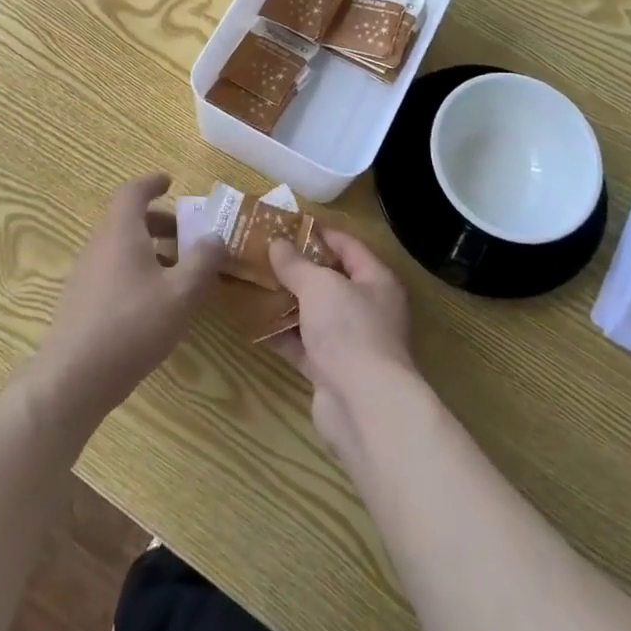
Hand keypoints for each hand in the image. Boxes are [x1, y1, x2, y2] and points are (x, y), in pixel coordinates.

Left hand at [31, 174, 223, 425]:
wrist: (73, 378)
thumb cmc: (132, 325)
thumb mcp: (181, 294)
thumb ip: (203, 262)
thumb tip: (215, 237)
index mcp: (120, 232)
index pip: (132, 192)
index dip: (151, 183)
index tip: (169, 182)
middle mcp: (98, 245)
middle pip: (127, 220)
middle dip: (158, 222)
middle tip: (185, 234)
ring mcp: (85, 273)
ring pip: (119, 247)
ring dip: (148, 249)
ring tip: (177, 271)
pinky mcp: (79, 301)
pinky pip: (111, 270)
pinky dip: (134, 270)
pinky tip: (153, 302)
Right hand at [268, 230, 417, 464]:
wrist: (364, 407)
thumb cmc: (349, 330)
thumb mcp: (319, 286)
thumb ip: (296, 264)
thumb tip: (277, 243)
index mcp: (376, 281)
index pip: (348, 246)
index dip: (319, 232)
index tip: (286, 224)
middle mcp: (368, 309)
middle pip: (330, 280)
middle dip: (298, 268)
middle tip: (263, 253)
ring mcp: (350, 342)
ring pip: (314, 314)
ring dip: (287, 301)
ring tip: (254, 282)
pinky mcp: (331, 371)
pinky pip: (303, 345)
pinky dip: (282, 335)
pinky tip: (254, 323)